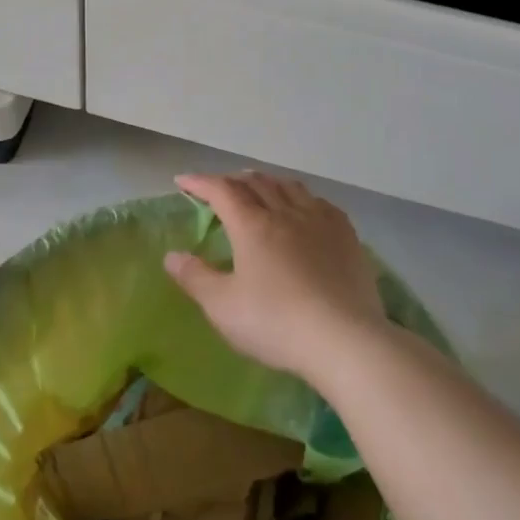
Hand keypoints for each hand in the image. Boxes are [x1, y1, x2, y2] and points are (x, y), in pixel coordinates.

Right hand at [165, 173, 387, 381]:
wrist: (345, 340)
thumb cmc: (275, 323)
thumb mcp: (222, 306)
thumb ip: (194, 277)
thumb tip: (172, 255)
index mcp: (252, 225)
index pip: (222, 191)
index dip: (200, 182)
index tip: (183, 181)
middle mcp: (286, 213)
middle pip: (257, 183)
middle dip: (232, 180)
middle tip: (218, 187)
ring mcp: (321, 222)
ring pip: (290, 187)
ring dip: (267, 182)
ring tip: (258, 187)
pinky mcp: (347, 237)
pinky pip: (320, 202)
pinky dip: (301, 197)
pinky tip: (304, 208)